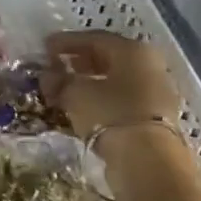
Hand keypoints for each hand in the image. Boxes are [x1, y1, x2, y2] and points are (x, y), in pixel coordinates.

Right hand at [40, 31, 192, 200]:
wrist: (148, 162)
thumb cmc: (110, 114)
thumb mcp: (75, 93)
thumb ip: (59, 80)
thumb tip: (48, 75)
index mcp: (132, 50)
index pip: (94, 38)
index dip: (66, 42)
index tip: (44, 47)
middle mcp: (149, 65)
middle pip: (108, 57)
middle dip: (79, 61)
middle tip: (55, 66)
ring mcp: (156, 92)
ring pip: (116, 80)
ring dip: (90, 82)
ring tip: (65, 89)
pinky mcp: (155, 117)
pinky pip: (122, 100)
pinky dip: (102, 100)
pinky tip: (83, 107)